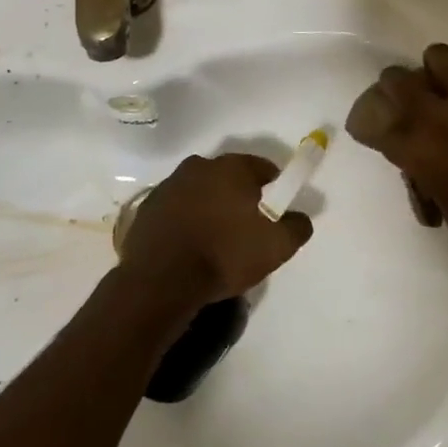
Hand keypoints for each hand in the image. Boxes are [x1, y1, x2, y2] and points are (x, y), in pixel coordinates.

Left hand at [119, 153, 313, 304]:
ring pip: (200, 191)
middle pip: (228, 177)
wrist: (162, 280)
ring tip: (216, 240)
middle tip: (247, 228)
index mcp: (231, 167)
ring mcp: (169, 185)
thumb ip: (297, 226)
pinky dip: (185, 220)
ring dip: (210, 207)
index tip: (275, 212)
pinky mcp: (147, 207)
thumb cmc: (225, 255)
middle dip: (239, 196)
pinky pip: (176, 208)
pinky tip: (190, 246)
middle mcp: (199, 166)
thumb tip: (299, 217)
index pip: (262, 168)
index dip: (273, 188)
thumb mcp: (276, 247)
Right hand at [345, 39, 447, 284]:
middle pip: (396, 78)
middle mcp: (439, 116)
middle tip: (413, 98)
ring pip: (439, 55)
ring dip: (440, 71)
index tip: (376, 126)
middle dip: (397, 87)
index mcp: (417, 151)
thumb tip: (413, 149)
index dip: (370, 121)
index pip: (372, 120)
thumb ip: (422, 169)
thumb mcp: (444, 205)